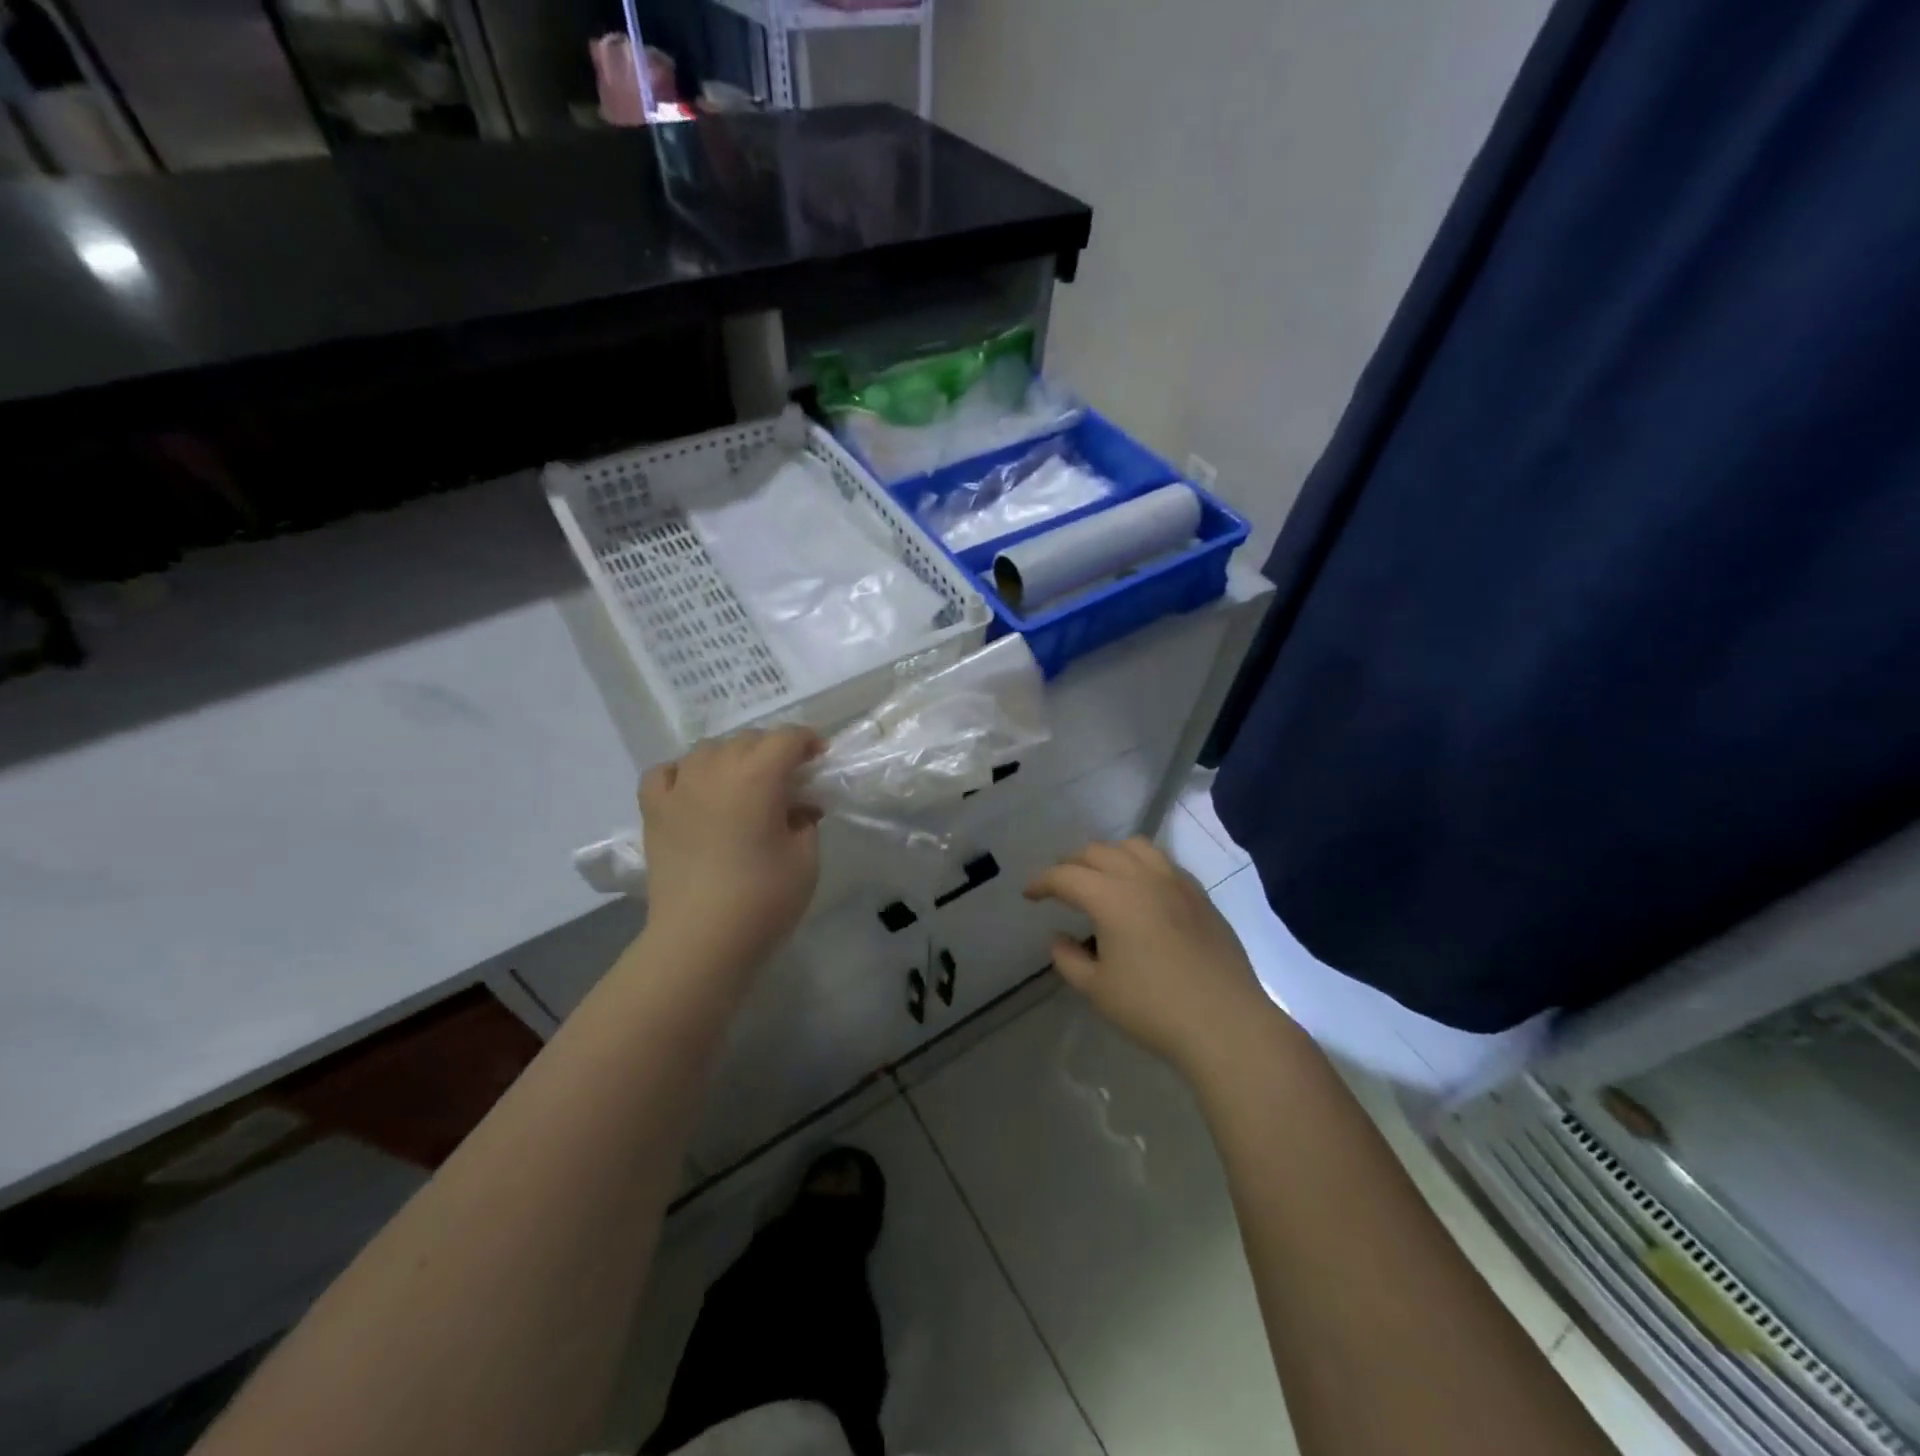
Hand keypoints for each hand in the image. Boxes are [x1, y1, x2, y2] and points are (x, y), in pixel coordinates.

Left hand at [639, 727, 822, 973]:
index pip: (787, 738)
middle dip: (773, 750)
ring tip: (742, 783)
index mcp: (758, 776)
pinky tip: (694, 789)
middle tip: (788, 779)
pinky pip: (665, 773)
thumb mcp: (805, 858)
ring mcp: (679, 788)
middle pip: (748, 740)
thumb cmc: (763, 899)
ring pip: (707, 750)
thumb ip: (806, 821)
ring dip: (731, 757)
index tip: (819, 758)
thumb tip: (799, 807)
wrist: (701, 941)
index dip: (808, 741)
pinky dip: (682, 772)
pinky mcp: (654, 811)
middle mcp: (716, 770)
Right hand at [1025, 838, 1270, 1075]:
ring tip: (1101, 877)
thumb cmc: (1154, 1009)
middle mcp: (1142, 878)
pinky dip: (1141, 865)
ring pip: (1134, 847)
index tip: (1029, 894)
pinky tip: (1141, 891)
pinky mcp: (1200, 895)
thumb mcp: (1097, 990)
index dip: (1042, 882)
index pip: (1065, 876)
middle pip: (1097, 852)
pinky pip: (1163, 862)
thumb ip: (1069, 959)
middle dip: (1071, 864)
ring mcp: (1176, 882)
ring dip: (1109, 855)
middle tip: (1060, 886)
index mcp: (1111, 897)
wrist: (1226, 1023)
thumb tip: (1060, 938)